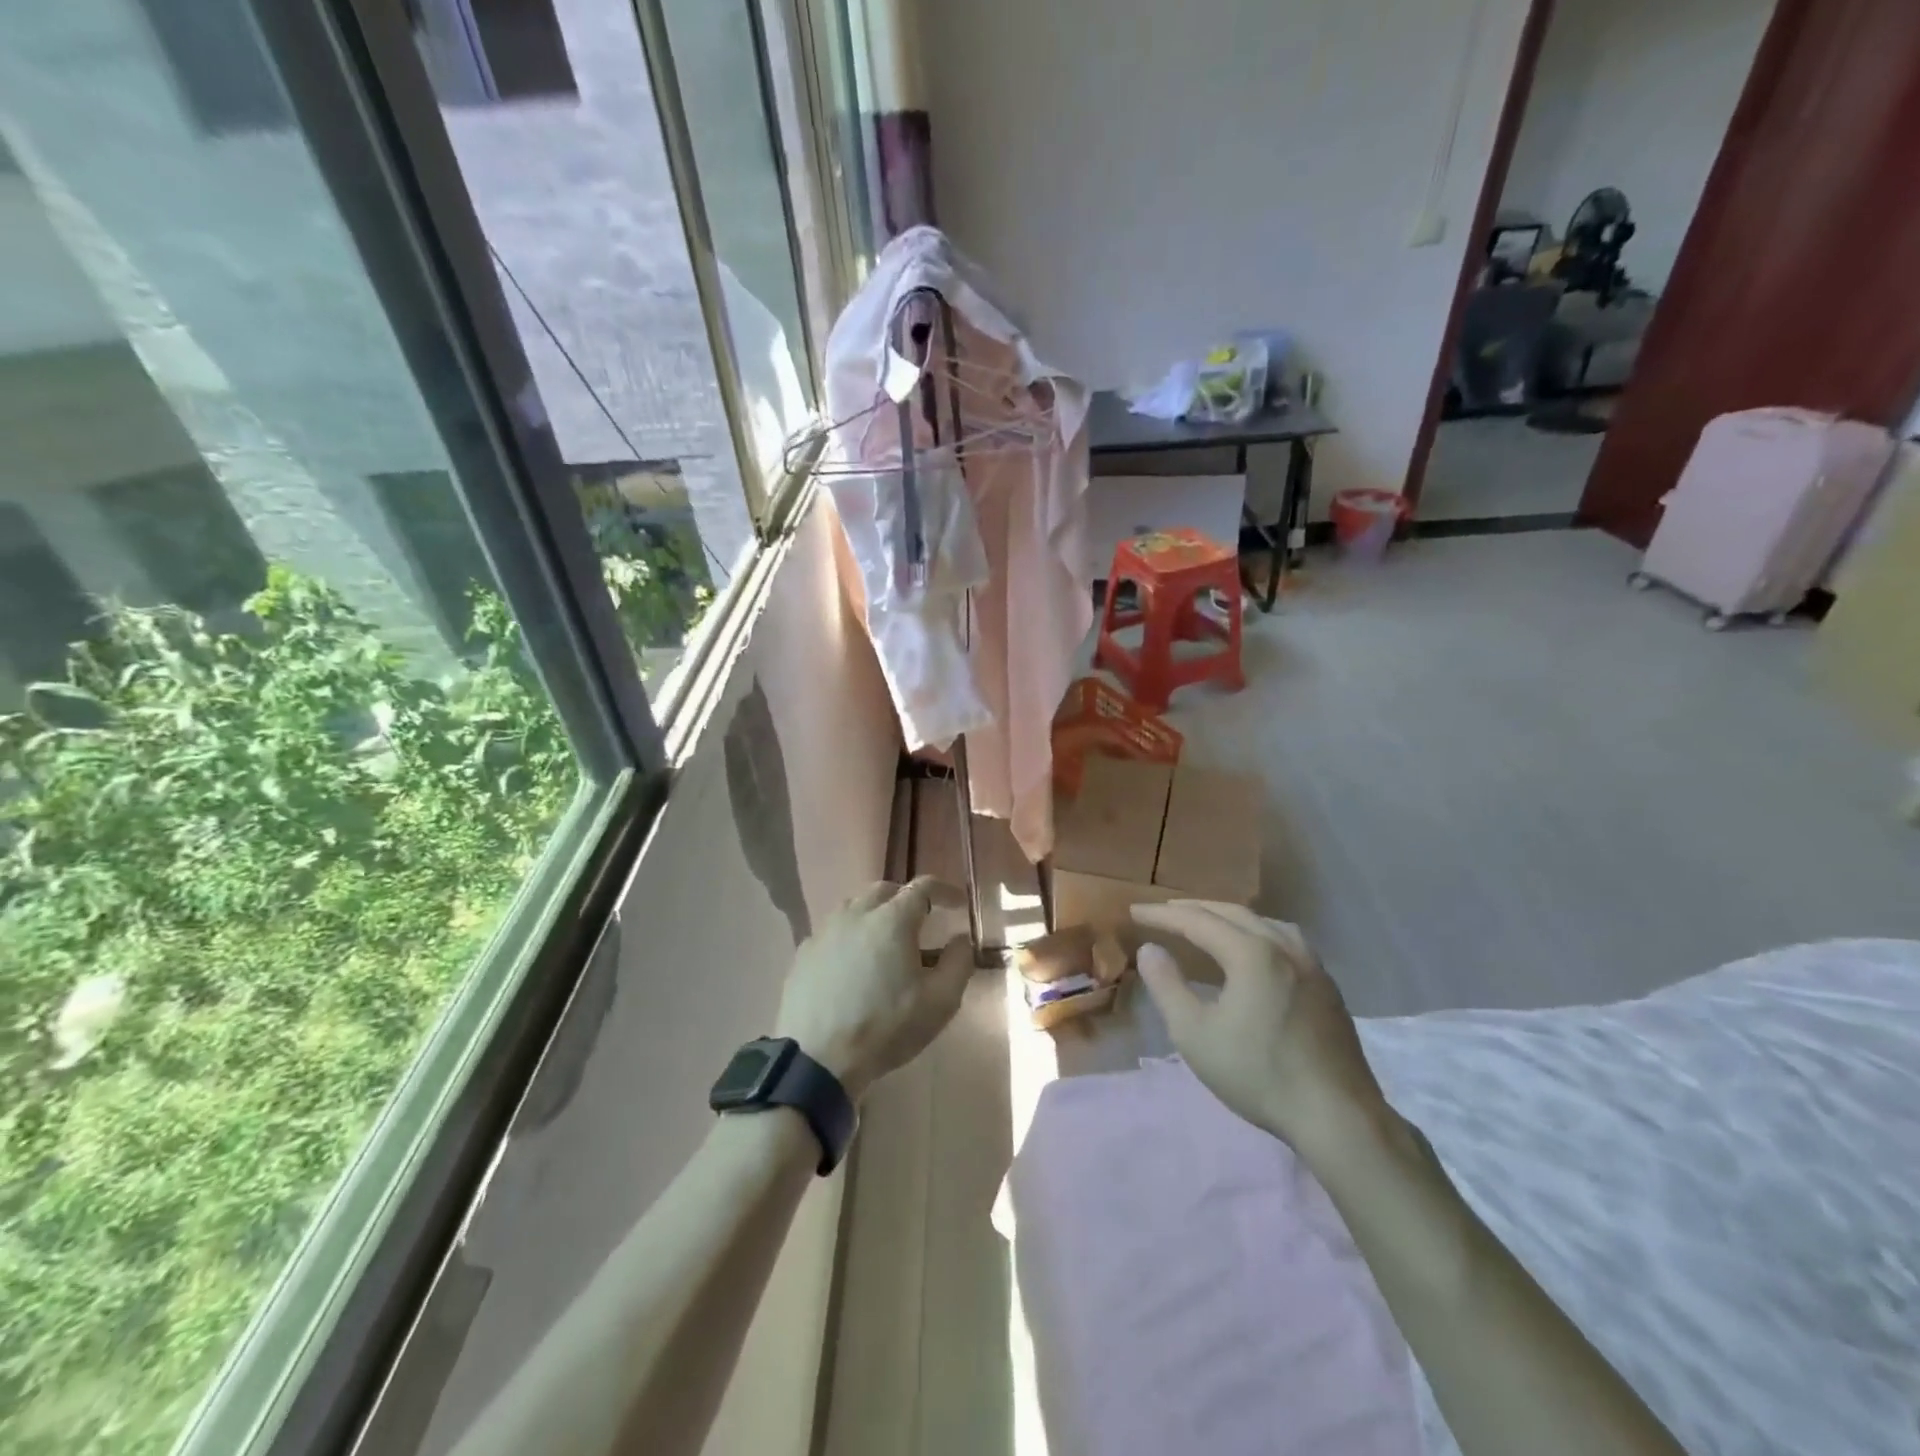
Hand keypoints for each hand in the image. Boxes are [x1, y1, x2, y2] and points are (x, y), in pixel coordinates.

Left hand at [775, 878, 973, 1102]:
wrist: (817, 1058)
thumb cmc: (886, 1027)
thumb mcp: (940, 1001)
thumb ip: (959, 962)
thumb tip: (960, 938)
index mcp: (893, 919)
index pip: (923, 886)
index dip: (944, 891)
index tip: (958, 904)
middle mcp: (857, 913)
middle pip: (885, 890)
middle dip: (907, 898)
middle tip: (922, 920)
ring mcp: (826, 930)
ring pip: (855, 906)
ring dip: (876, 913)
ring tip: (886, 939)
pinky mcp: (804, 952)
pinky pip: (834, 930)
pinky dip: (851, 934)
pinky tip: (854, 961)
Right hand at [1132, 901, 1390, 1162]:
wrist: (1337, 1117)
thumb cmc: (1258, 1074)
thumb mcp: (1195, 1034)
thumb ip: (1167, 986)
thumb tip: (1149, 949)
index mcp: (1251, 953)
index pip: (1197, 920)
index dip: (1162, 915)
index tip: (1134, 912)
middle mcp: (1283, 946)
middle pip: (1232, 912)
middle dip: (1194, 909)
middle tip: (1164, 911)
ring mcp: (1311, 964)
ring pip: (1263, 922)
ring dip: (1228, 916)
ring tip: (1206, 923)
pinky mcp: (1327, 985)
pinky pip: (1285, 939)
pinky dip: (1257, 932)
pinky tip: (1254, 951)